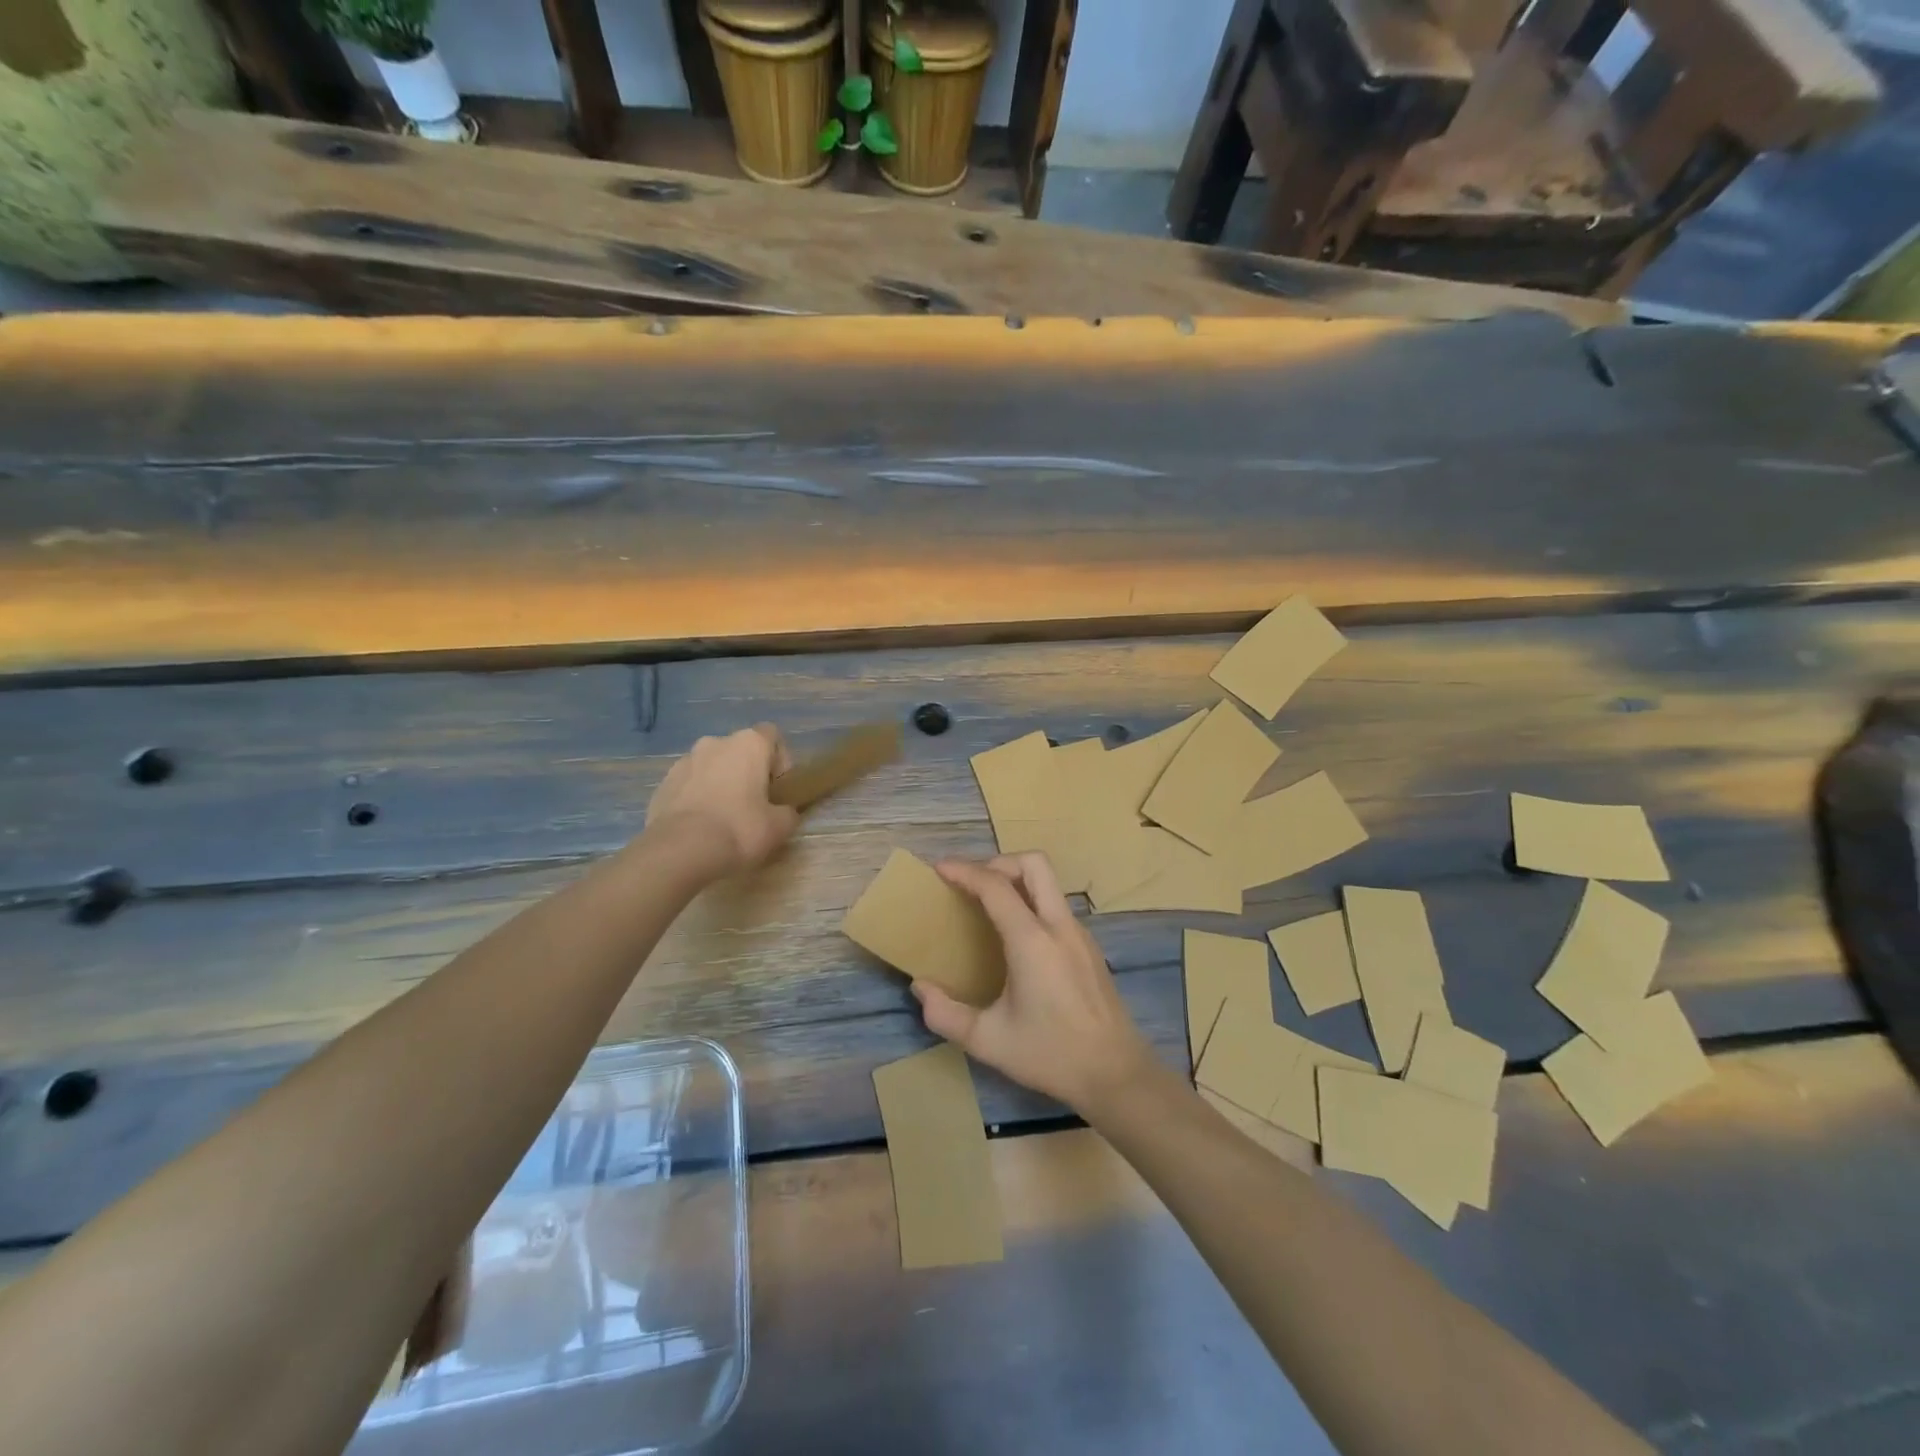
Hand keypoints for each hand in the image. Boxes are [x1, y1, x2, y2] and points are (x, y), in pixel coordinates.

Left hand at [645, 723, 799, 874]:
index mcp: (748, 744)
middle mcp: (715, 743)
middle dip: (748, 773)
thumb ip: (788, 812)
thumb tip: (784, 812)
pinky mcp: (663, 784)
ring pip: (712, 767)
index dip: (780, 760)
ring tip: (723, 820)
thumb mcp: (780, 827)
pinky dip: (697, 799)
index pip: (772, 735)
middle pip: (740, 751)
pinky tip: (700, 828)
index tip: (779, 789)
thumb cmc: (739, 829)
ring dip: (720, 784)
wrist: (679, 851)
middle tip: (754, 807)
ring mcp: (684, 761)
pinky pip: (689, 786)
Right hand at [916, 853, 1155, 1114]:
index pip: (995, 886)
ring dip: (1017, 880)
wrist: (1116, 1073)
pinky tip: (1017, 936)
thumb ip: (946, 1014)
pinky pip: (1056, 906)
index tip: (939, 868)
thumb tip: (920, 988)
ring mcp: (1079, 934)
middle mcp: (1058, 926)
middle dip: (998, 862)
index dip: (965, 871)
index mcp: (1032, 940)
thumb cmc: (1051, 1055)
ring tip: (989, 905)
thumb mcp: (988, 1041)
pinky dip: (1031, 901)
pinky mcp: (1089, 947)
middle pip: (1033, 863)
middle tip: (971, 883)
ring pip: (1048, 882)